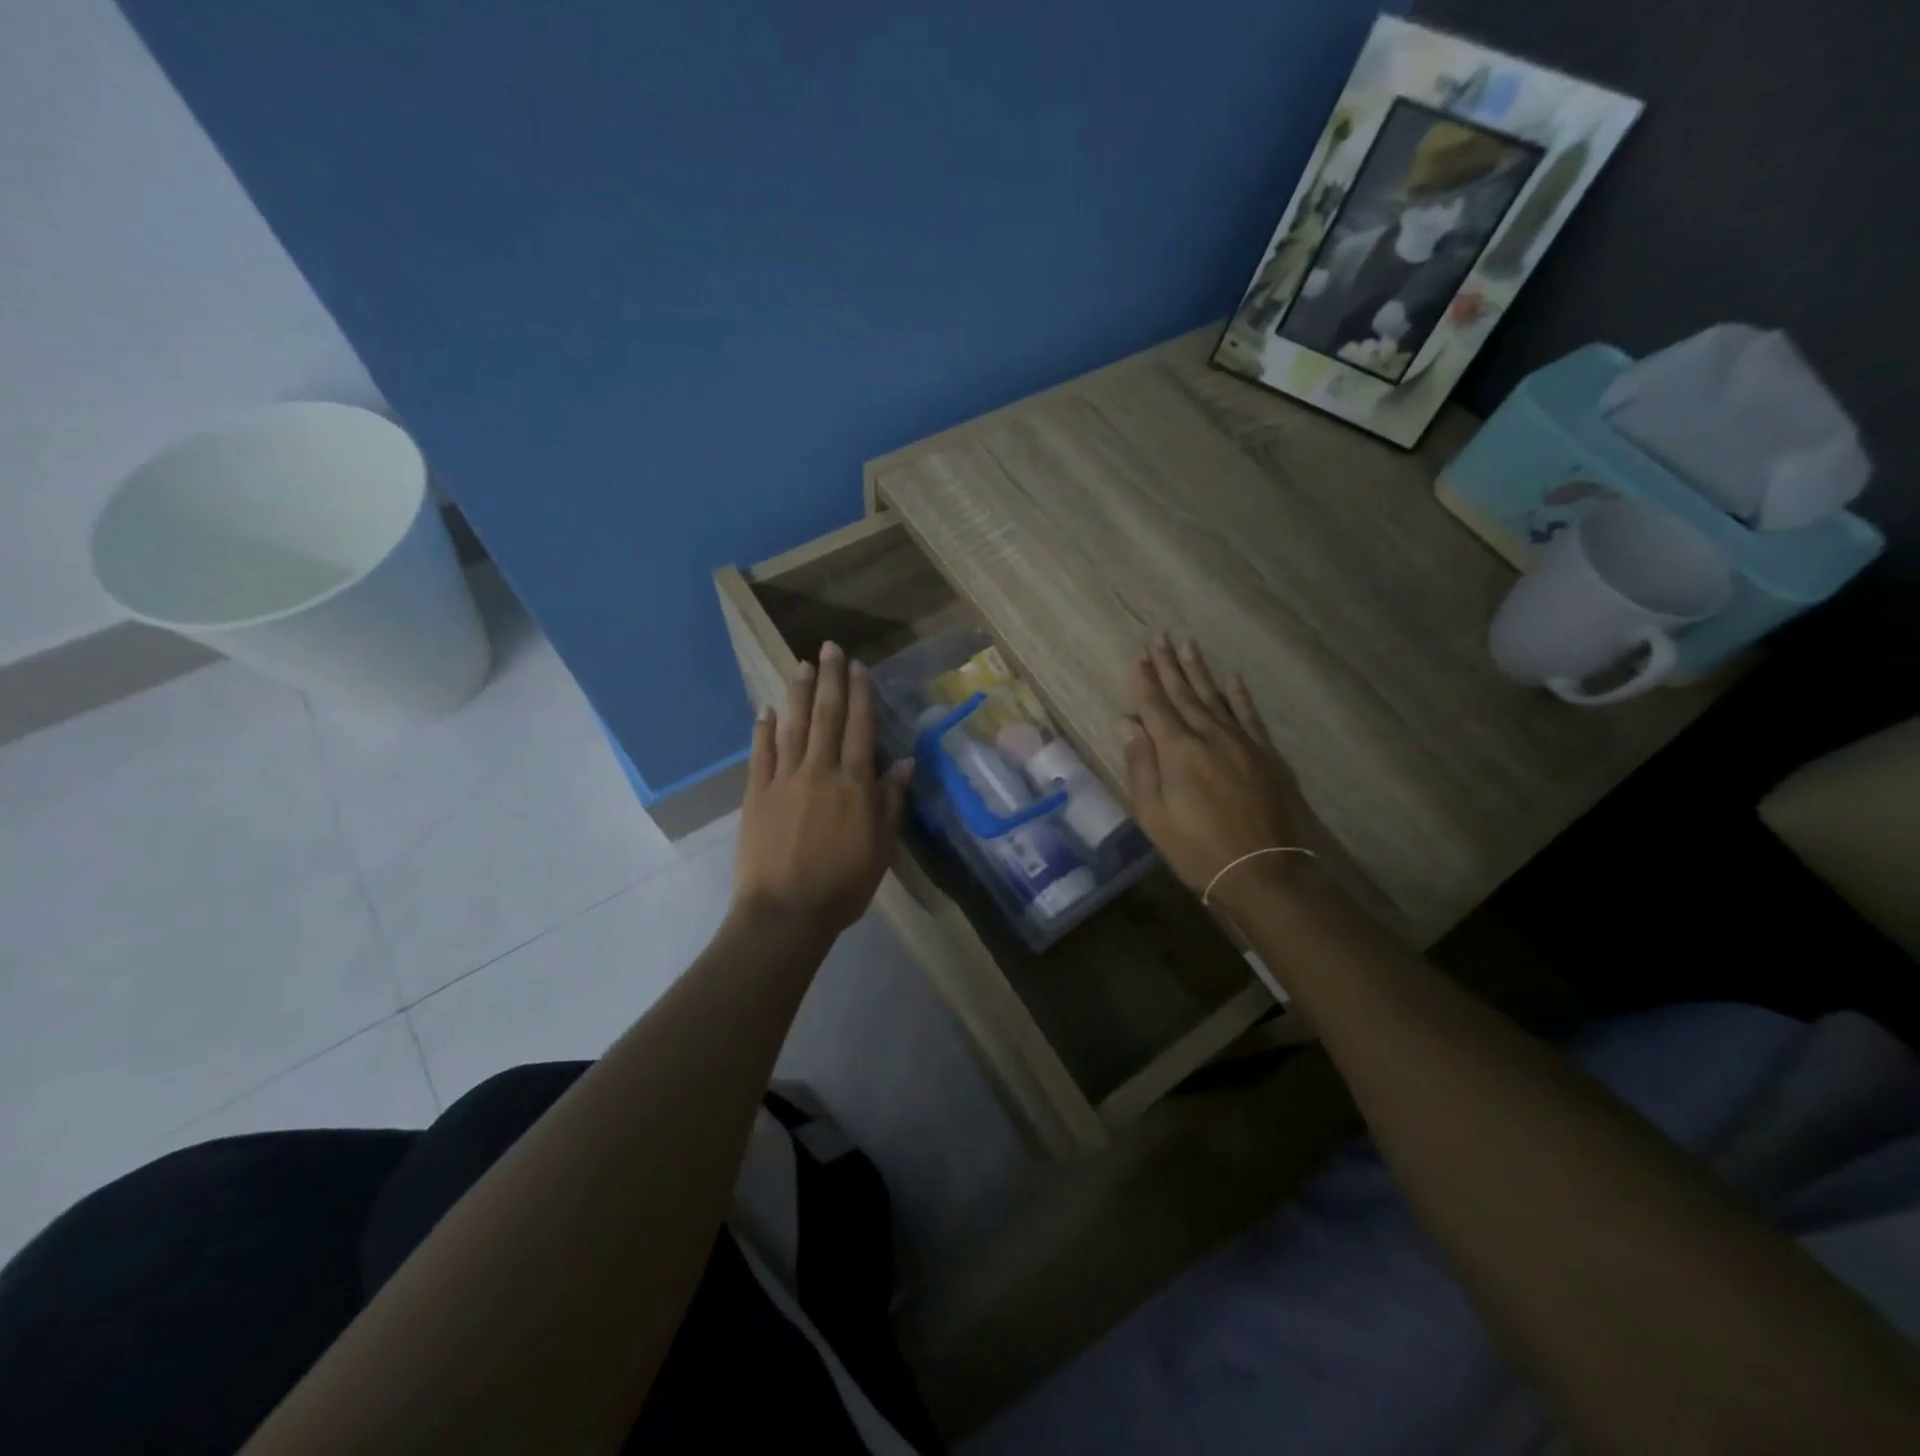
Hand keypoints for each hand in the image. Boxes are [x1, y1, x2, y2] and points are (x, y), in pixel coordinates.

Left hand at [732, 641, 910, 939]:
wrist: (785, 913)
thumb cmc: (842, 885)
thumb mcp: (881, 848)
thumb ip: (890, 802)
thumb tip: (903, 762)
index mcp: (854, 784)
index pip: (859, 728)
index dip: (860, 694)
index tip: (858, 667)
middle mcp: (820, 771)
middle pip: (826, 716)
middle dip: (830, 679)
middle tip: (829, 647)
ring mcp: (784, 780)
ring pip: (793, 726)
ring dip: (798, 694)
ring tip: (801, 665)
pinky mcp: (756, 794)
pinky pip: (761, 754)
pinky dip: (763, 730)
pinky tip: (766, 710)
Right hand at [1120, 637, 1321, 913]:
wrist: (1265, 873)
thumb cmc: (1198, 850)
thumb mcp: (1154, 816)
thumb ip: (1141, 766)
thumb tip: (1128, 724)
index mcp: (1178, 752)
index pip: (1156, 707)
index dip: (1145, 681)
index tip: (1137, 656)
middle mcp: (1210, 737)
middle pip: (1185, 694)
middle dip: (1169, 666)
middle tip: (1160, 638)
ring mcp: (1243, 743)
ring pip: (1216, 698)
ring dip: (1200, 671)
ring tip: (1188, 645)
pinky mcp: (1267, 755)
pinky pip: (1251, 716)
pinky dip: (1240, 696)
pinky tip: (1233, 679)